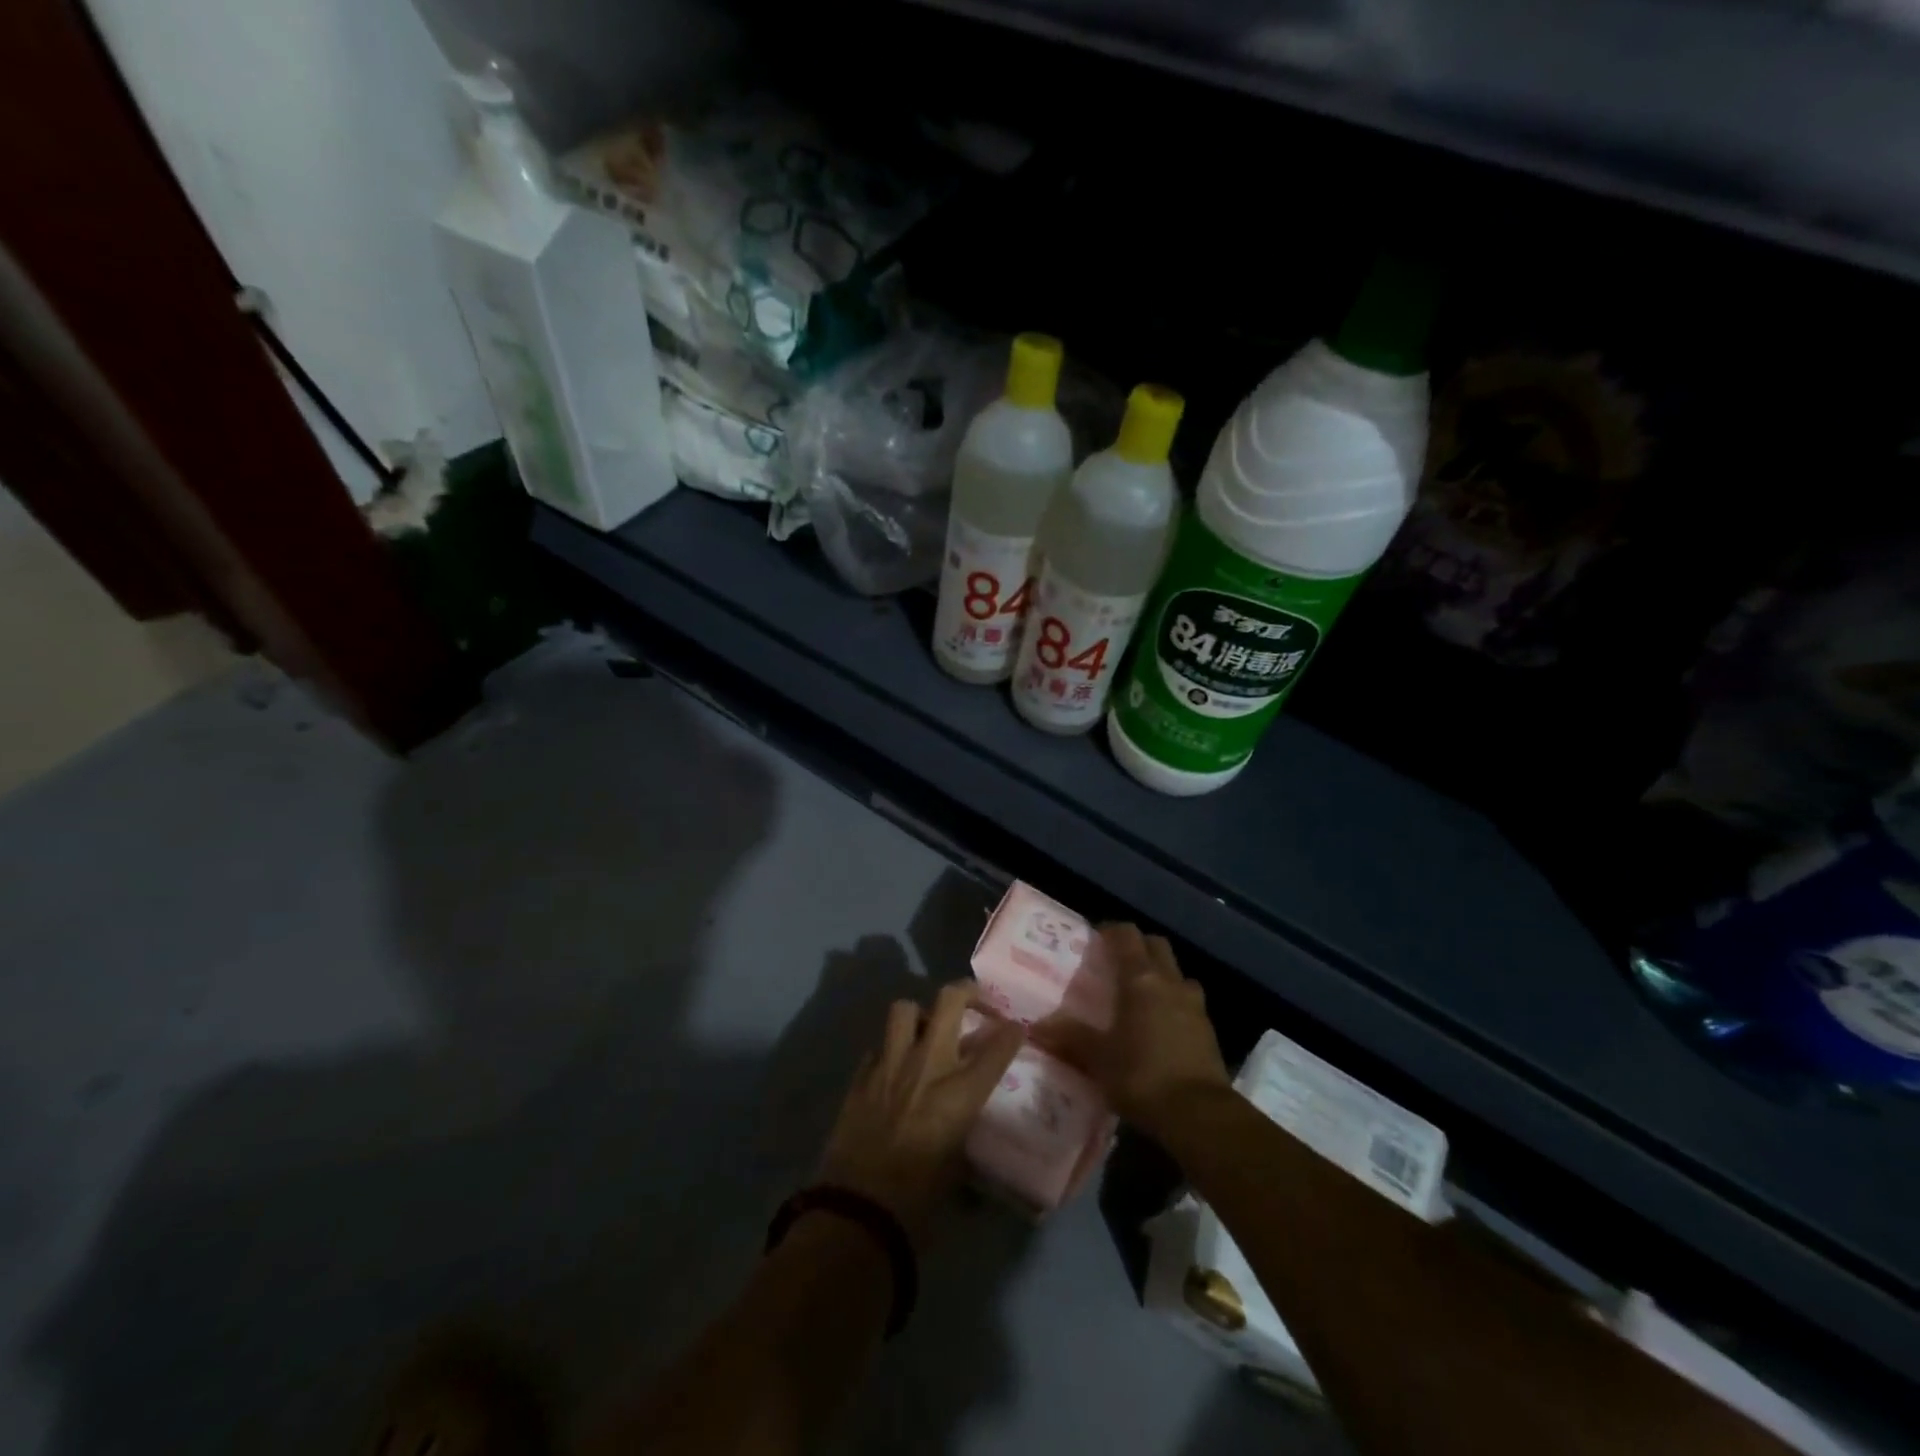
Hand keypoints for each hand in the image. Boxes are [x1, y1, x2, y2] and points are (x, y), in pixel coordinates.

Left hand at [817, 982, 1023, 1241]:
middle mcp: (928, 1066)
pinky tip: (893, 1066)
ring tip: (926, 1029)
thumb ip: (964, 1131)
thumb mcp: (957, 1166)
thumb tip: (966, 1124)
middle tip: (974, 1000)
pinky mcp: (861, 1076)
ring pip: (904, 1009)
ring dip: (919, 1014)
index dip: (1011, 1033)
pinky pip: (878, 1045)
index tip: (1015, 1028)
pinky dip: (889, 1049)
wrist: (857, 1212)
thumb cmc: (918, 1202)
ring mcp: (890, 1065)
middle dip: (966, 991)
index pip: (997, 1047)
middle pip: (948, 1001)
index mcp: (960, 1093)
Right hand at [1037, 924, 1230, 1142]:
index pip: (1127, 935)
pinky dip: (1173, 1001)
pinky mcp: (1208, 1029)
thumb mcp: (1099, 1059)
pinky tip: (1159, 1025)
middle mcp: (1170, 982)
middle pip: (1156, 946)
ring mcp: (1194, 1004)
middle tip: (1115, 962)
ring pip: (1176, 972)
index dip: (1111, 931)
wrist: (1199, 1114)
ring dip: (1160, 974)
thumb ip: (1070, 1037)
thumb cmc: (1142, 1075)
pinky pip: (1188, 1000)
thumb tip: (1035, 1027)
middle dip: (1137, 947)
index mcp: (1140, 980)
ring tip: (1140, 994)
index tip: (1095, 938)